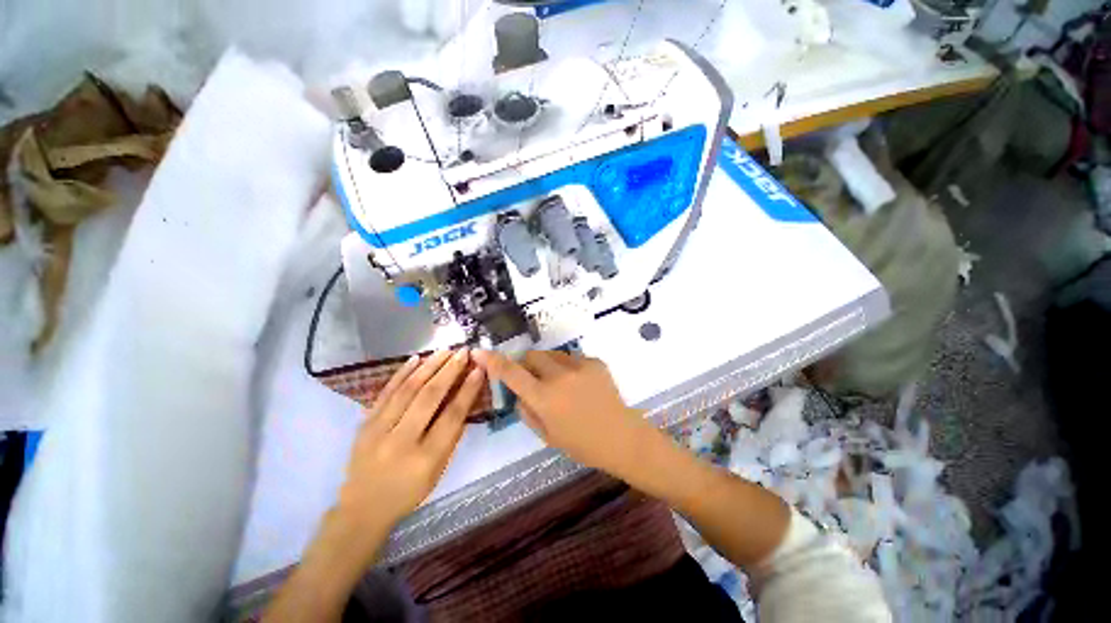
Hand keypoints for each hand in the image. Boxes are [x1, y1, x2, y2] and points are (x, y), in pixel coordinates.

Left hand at [339, 349, 484, 530]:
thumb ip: (452, 435)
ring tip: (445, 350)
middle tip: (463, 352)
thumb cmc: (409, 491)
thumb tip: (465, 399)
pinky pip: (385, 392)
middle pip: (429, 397)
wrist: (362, 508)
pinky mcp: (364, 424)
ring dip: (429, 366)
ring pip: (407, 390)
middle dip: (450, 371)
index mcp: (426, 458)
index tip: (479, 369)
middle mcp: (401, 441)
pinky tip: (416, 358)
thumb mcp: (439, 470)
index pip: (452, 416)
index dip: (468, 390)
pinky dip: (401, 373)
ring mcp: (378, 430)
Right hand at [473, 350, 651, 476]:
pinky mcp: (594, 361)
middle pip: (532, 355)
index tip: (480, 351)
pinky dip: (568, 368)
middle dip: (526, 364)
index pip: (511, 373)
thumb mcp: (546, 434)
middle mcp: (559, 376)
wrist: (621, 437)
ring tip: (561, 383)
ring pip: (552, 354)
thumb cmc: (582, 443)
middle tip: (533, 378)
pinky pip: (572, 358)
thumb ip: (527, 411)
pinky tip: (580, 384)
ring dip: (548, 365)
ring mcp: (579, 366)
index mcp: (544, 397)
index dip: (493, 361)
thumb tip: (519, 393)